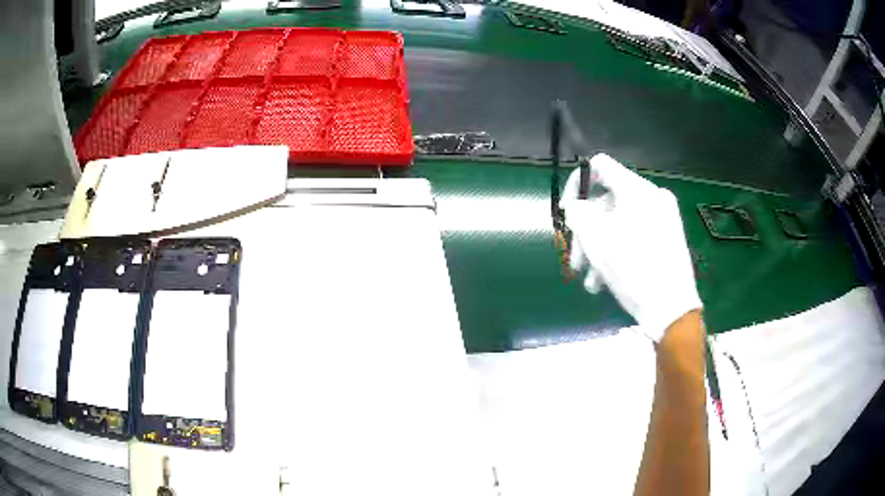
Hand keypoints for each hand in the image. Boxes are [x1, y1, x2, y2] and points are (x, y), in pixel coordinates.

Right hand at [560, 154, 701, 340]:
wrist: (672, 309)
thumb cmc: (633, 270)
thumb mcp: (596, 240)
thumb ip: (578, 213)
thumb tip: (576, 206)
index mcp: (637, 189)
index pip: (600, 165)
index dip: (577, 183)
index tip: (568, 213)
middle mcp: (653, 197)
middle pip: (608, 201)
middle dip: (587, 231)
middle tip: (576, 260)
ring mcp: (664, 218)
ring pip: (620, 222)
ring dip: (599, 248)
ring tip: (589, 280)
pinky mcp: (668, 238)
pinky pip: (635, 235)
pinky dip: (618, 252)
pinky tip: (605, 281)